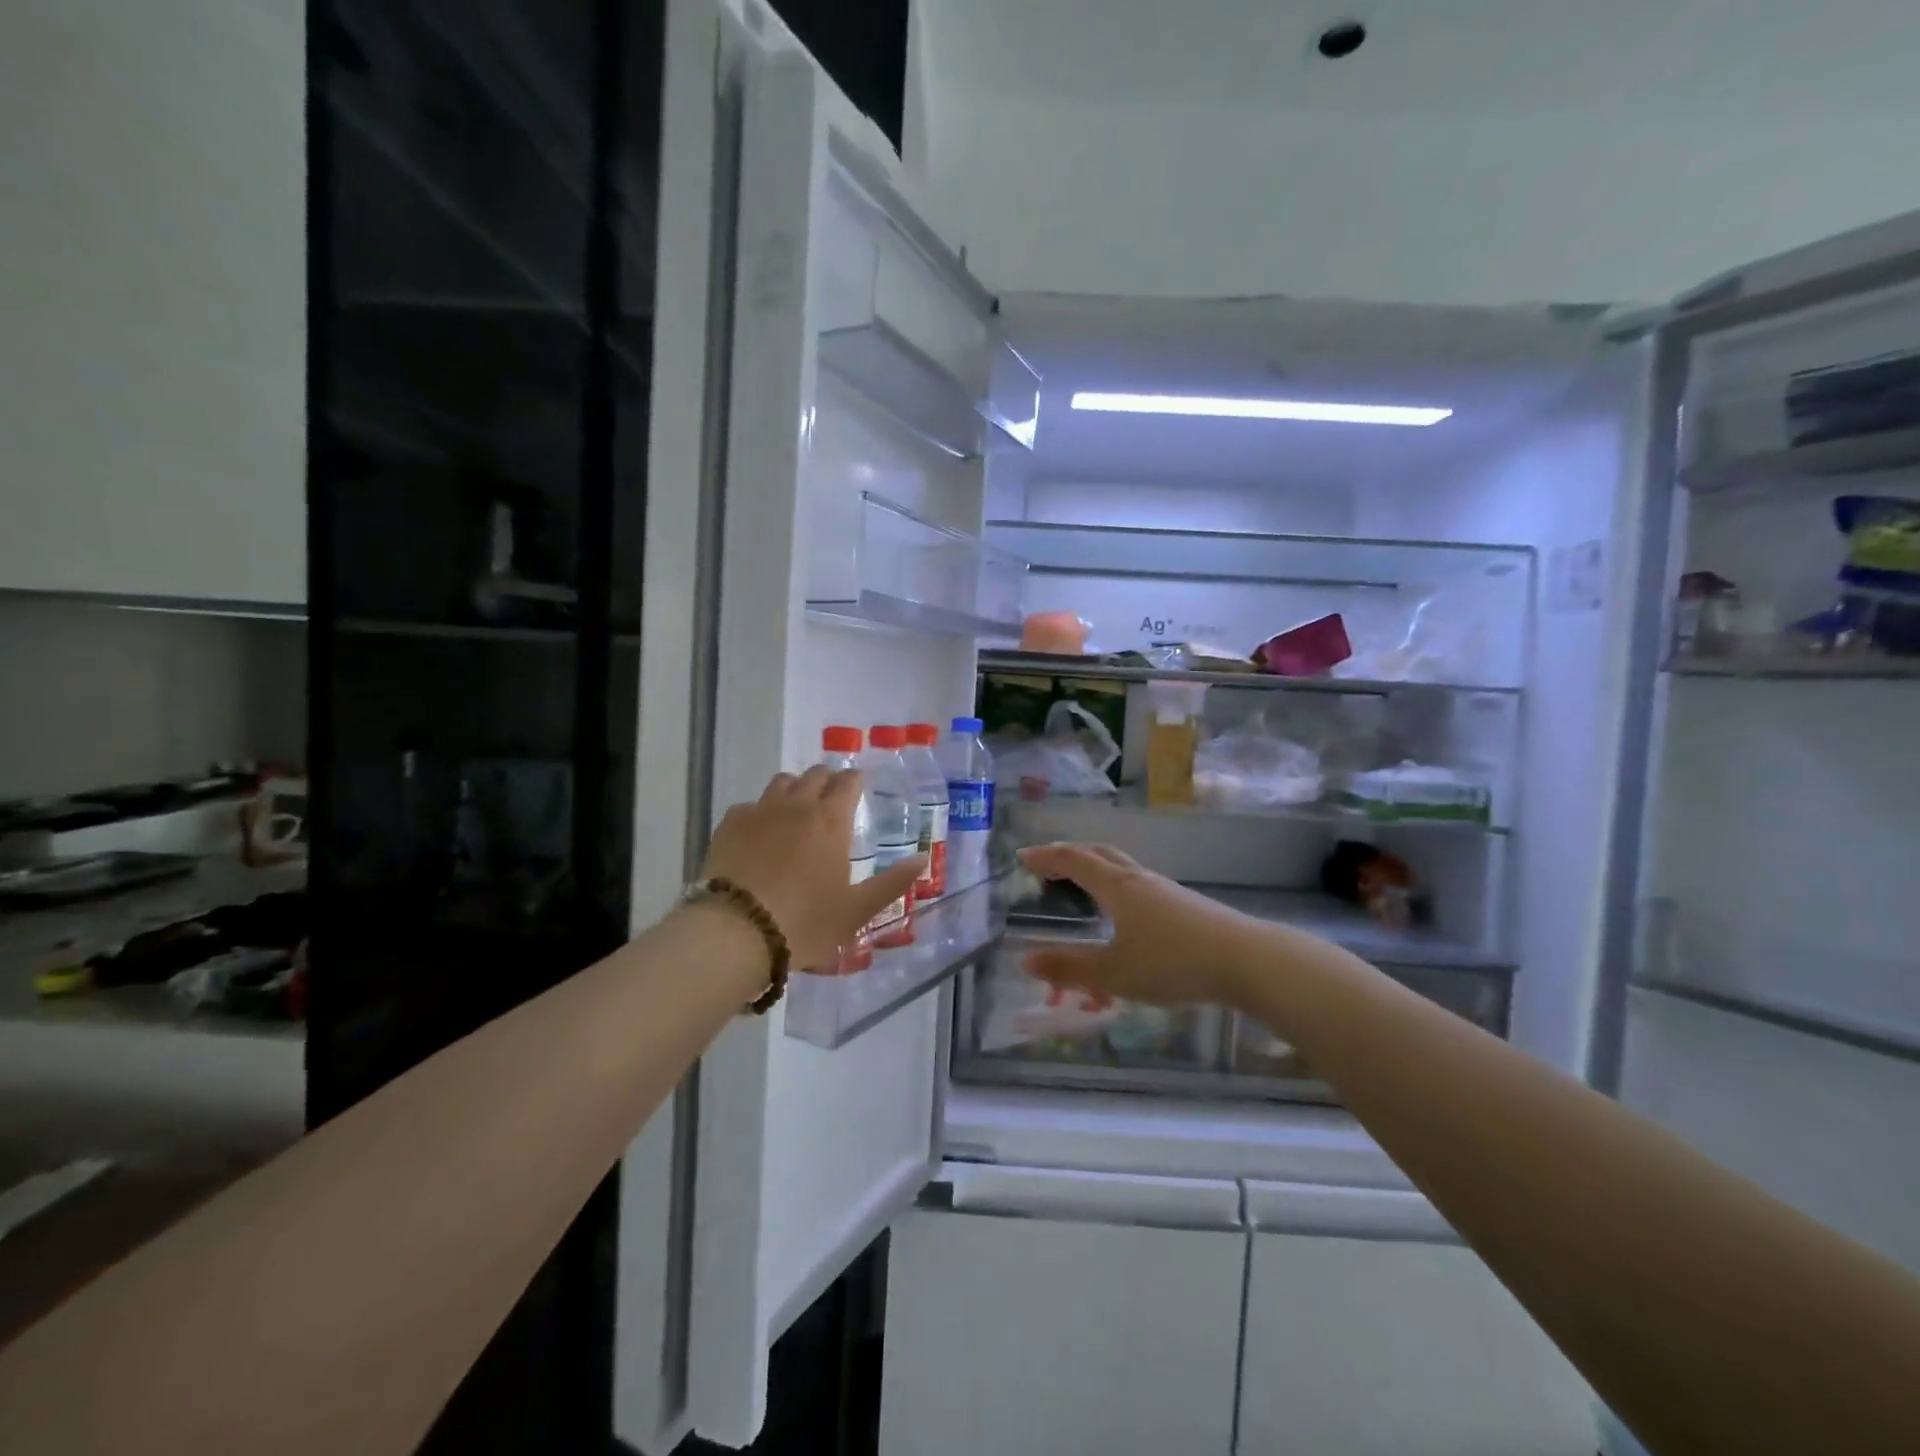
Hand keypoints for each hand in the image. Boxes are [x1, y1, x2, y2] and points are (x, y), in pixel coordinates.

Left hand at [701, 767, 923, 971]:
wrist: (736, 932)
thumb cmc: (805, 923)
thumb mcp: (857, 910)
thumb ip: (892, 883)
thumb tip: (922, 859)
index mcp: (831, 821)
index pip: (848, 782)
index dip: (854, 781)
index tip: (857, 787)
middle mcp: (797, 805)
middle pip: (815, 775)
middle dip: (827, 781)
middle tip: (830, 799)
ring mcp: (760, 811)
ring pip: (781, 782)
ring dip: (794, 788)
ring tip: (796, 810)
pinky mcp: (729, 823)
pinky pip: (750, 804)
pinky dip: (760, 811)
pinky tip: (759, 833)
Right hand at [1017, 844, 1257, 1009]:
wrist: (1247, 961)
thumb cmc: (1173, 962)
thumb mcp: (1114, 973)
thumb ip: (1069, 968)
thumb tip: (1024, 958)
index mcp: (1117, 887)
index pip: (1074, 860)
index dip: (1047, 856)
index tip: (1023, 856)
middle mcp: (1139, 880)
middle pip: (1100, 854)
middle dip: (1070, 855)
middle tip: (1048, 864)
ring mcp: (1166, 890)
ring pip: (1123, 869)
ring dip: (1096, 869)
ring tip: (1083, 886)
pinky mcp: (1186, 906)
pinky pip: (1139, 886)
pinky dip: (1118, 888)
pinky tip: (1126, 916)